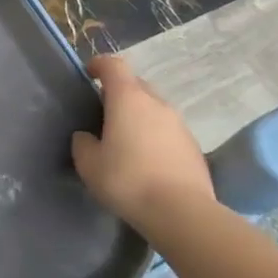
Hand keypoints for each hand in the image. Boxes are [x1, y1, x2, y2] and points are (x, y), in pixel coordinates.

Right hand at [71, 55, 213, 233]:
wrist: (182, 213)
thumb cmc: (127, 180)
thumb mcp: (88, 163)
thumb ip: (83, 143)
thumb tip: (88, 137)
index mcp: (128, 99)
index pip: (114, 65)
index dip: (99, 65)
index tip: (88, 74)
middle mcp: (157, 104)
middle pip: (136, 85)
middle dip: (119, 93)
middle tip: (104, 114)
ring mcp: (180, 125)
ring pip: (154, 109)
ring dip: (139, 116)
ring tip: (126, 141)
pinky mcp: (194, 147)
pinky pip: (168, 131)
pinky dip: (155, 137)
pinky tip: (147, 162)